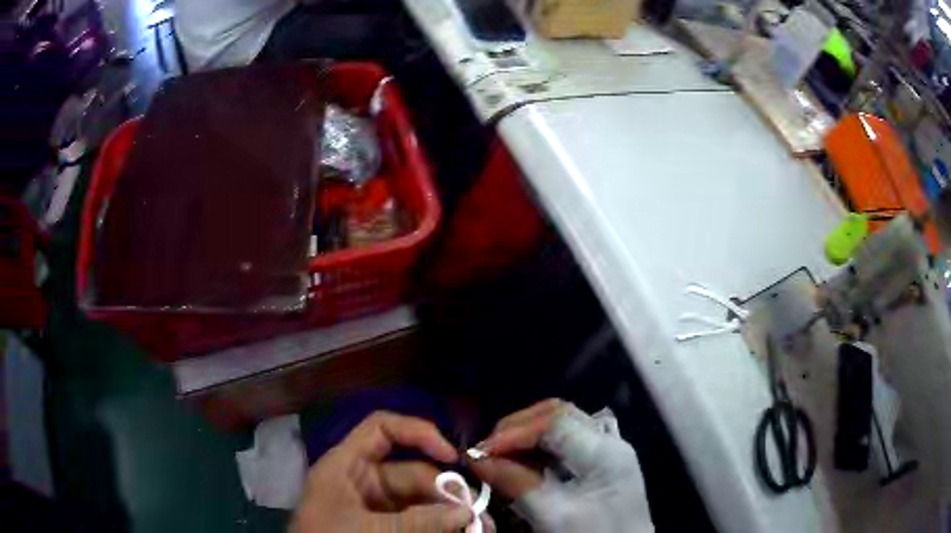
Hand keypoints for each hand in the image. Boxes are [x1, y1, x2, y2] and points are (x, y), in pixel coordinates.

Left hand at [291, 411, 472, 532]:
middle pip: (412, 472)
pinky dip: (437, 526)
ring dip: (448, 513)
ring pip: (419, 500)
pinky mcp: (384, 526)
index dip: (418, 433)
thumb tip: (467, 512)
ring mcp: (374, 506)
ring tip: (480, 527)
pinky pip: (417, 520)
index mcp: (347, 465)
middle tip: (478, 514)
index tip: (453, 456)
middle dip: (447, 491)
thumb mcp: (370, 530)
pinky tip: (459, 531)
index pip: (382, 429)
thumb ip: (419, 521)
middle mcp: (363, 480)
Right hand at [469, 399, 654, 532]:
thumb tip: (477, 459)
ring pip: (563, 425)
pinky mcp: (601, 465)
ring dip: (528, 435)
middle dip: (519, 427)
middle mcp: (610, 442)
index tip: (480, 451)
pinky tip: (522, 462)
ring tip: (499, 454)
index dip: (514, 432)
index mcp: (605, 451)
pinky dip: (540, 448)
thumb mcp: (552, 515)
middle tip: (488, 449)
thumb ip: (516, 483)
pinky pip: (567, 443)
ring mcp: (608, 451)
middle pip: (560, 414)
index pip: (555, 423)